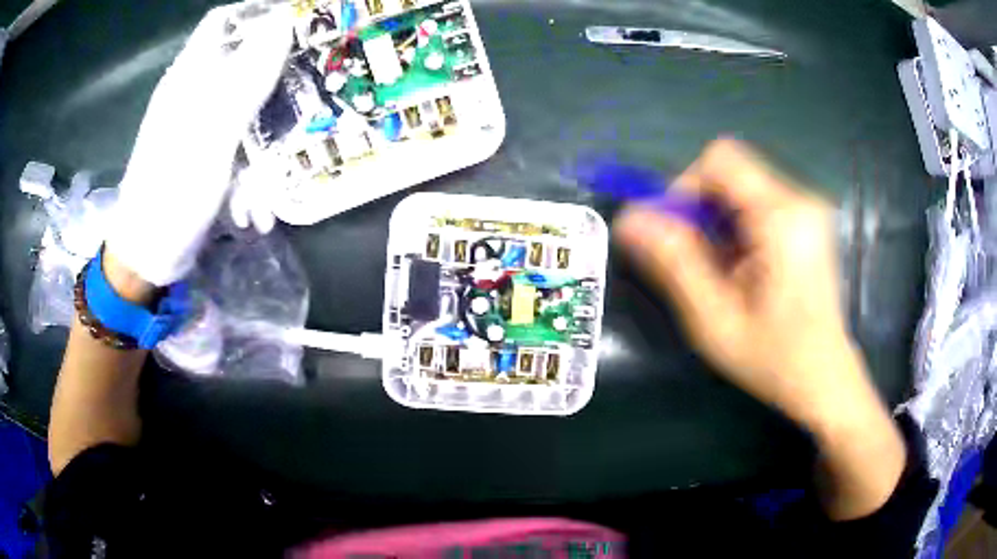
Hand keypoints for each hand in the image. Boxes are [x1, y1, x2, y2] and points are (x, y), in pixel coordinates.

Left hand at [106, 2, 292, 285]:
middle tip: (302, 108)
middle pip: (245, 65)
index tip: (299, 27)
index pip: (225, 21)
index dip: (260, 14)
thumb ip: (247, 76)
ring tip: (265, 189)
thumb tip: (283, 21)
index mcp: (190, 76)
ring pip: (248, 113)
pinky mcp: (206, 156)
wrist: (147, 257)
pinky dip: (252, 176)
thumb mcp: (211, 132)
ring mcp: (201, 127)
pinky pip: (241, 149)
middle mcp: (196, 93)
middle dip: (276, 88)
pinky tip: (251, 210)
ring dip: (265, 149)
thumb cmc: (171, 193)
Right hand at [614, 139, 903, 518]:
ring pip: (742, 189)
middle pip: (731, 173)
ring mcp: (808, 210)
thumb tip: (629, 218)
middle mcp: (800, 201)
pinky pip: (759, 204)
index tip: (677, 235)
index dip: (686, 187)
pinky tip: (744, 270)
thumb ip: (674, 263)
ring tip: (725, 275)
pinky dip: (739, 229)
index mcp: (783, 218)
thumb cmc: (775, 360)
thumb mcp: (715, 320)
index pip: (720, 159)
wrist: (825, 379)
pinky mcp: (809, 221)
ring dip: (720, 224)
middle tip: (699, 265)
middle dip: (703, 212)